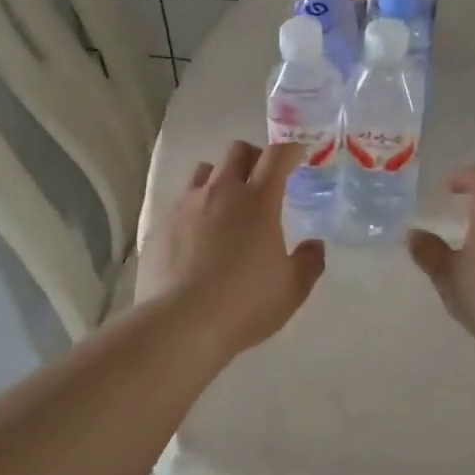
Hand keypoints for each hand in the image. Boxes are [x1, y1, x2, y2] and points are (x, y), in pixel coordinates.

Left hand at [137, 140, 325, 356]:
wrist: (180, 323)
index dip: (290, 150)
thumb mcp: (291, 290)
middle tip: (262, 180)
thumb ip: (309, 262)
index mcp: (258, 201)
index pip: (277, 157)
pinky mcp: (160, 224)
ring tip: (225, 205)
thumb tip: (314, 245)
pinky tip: (196, 236)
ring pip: (204, 170)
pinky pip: (180, 201)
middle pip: (236, 151)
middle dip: (253, 157)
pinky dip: (194, 207)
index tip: (298, 155)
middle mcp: (221, 192)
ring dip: (220, 178)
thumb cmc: (244, 304)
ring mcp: (186, 205)